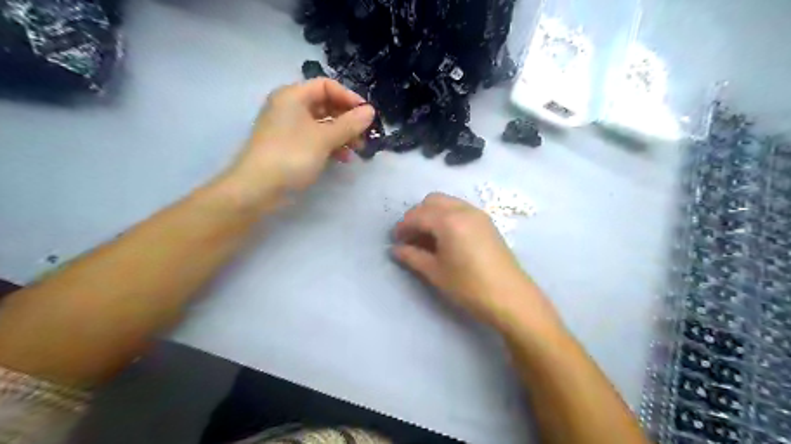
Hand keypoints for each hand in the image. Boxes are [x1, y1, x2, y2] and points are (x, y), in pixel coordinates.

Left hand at [224, 80, 373, 203]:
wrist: (257, 188)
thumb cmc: (291, 155)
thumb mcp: (324, 138)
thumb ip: (349, 124)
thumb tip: (371, 111)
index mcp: (293, 96)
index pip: (326, 86)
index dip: (349, 97)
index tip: (367, 115)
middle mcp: (290, 107)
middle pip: (325, 105)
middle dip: (347, 119)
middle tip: (364, 135)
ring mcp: (289, 128)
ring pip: (322, 124)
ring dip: (342, 135)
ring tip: (357, 149)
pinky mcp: (290, 147)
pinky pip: (315, 139)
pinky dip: (330, 146)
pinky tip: (343, 159)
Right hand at [392, 192, 558, 334]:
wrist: (510, 297)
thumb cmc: (469, 286)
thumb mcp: (436, 272)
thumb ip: (413, 256)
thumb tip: (395, 249)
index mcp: (449, 220)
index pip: (418, 215)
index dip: (403, 226)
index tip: (395, 240)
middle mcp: (463, 209)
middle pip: (432, 201)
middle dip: (417, 215)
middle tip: (411, 237)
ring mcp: (478, 214)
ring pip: (447, 203)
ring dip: (432, 214)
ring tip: (427, 238)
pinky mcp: (487, 222)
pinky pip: (460, 209)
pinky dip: (447, 216)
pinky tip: (445, 238)